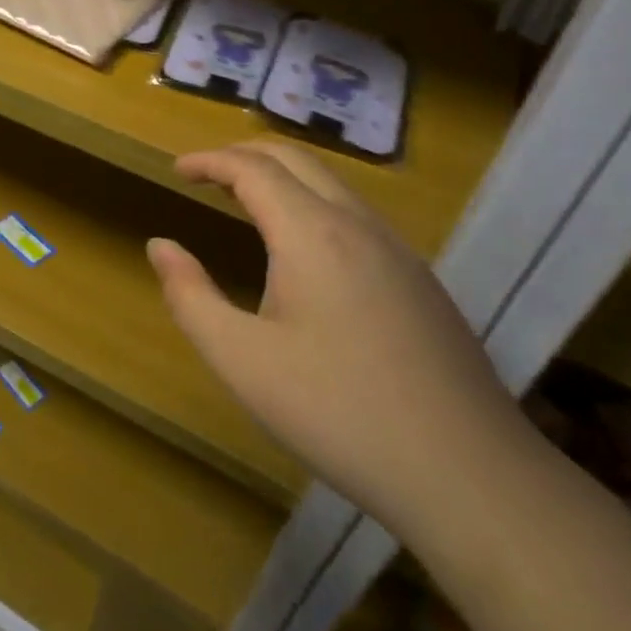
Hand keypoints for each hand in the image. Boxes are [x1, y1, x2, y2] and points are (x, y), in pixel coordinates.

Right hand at [147, 141, 530, 536]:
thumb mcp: (241, 360)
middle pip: (296, 158)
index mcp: (311, 233)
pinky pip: (356, 214)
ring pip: (332, 183)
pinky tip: (304, 250)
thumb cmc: (338, 412)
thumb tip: (160, 246)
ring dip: (283, 177)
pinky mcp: (420, 280)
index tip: (177, 171)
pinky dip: (313, 203)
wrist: (470, 475)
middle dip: (245, 155)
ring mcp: (398, 250)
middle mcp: (357, 224)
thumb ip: (190, 297)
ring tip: (246, 201)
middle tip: (206, 175)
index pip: (253, 168)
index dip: (210, 161)